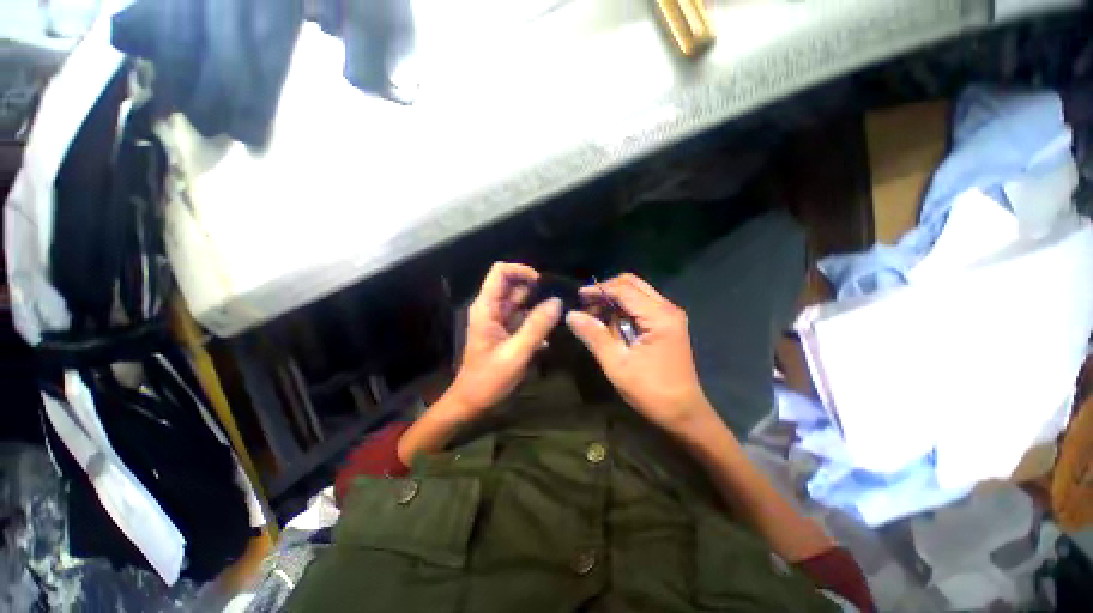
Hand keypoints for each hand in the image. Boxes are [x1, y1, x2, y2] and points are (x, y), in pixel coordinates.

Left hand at [445, 262, 562, 416]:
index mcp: (487, 307)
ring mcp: (500, 321)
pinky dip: (537, 322)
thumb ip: (537, 326)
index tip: (543, 284)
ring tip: (560, 315)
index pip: (501, 272)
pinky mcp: (507, 333)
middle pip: (515, 285)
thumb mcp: (516, 353)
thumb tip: (557, 301)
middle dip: (537, 290)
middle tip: (560, 301)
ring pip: (522, 302)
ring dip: (540, 307)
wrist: (472, 404)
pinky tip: (551, 337)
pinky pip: (525, 318)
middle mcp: (492, 309)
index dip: (521, 271)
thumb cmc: (489, 379)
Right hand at [566, 273, 713, 432]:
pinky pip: (641, 307)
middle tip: (586, 305)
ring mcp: (669, 316)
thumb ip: (594, 336)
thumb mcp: (617, 364)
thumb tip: (571, 315)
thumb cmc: (651, 391)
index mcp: (659, 316)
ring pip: (637, 294)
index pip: (624, 289)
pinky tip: (611, 325)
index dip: (599, 290)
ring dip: (614, 300)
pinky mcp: (667, 325)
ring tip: (595, 317)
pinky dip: (623, 310)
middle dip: (607, 291)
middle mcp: (667, 309)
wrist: (684, 413)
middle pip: (633, 284)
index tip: (578, 297)